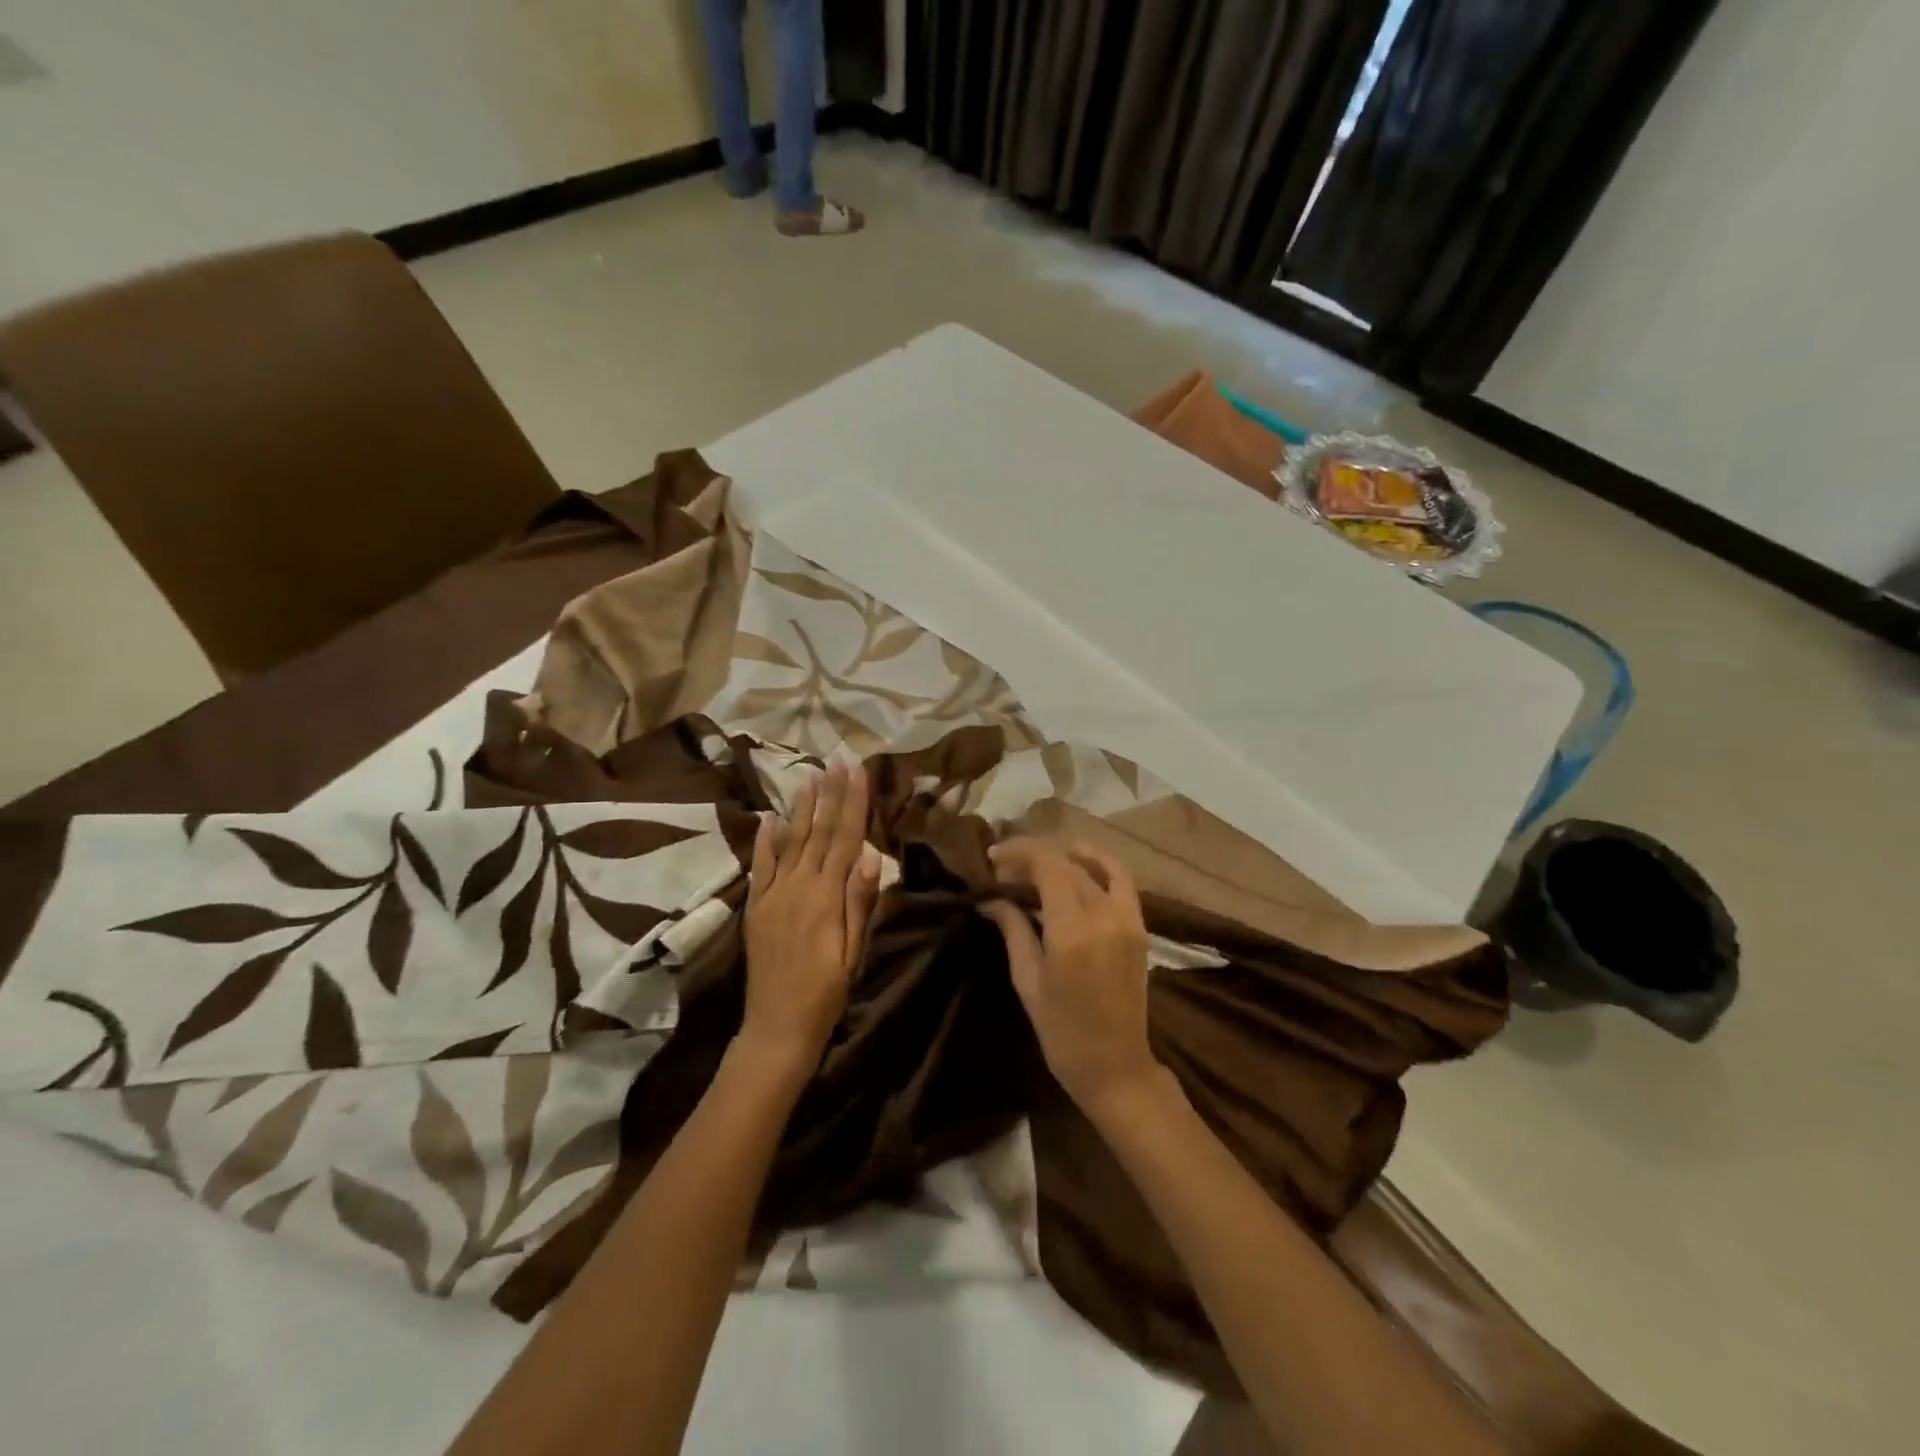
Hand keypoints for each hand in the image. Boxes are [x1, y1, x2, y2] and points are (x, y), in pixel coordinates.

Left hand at [740, 760, 880, 1076]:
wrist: (777, 1026)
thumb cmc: (826, 992)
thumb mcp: (853, 952)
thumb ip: (859, 903)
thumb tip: (869, 856)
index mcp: (825, 897)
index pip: (844, 838)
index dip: (853, 803)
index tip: (858, 771)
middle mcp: (796, 887)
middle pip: (817, 832)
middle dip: (829, 794)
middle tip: (837, 761)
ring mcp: (772, 894)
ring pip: (789, 841)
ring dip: (801, 808)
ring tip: (810, 777)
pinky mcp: (756, 906)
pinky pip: (761, 866)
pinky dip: (764, 840)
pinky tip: (768, 817)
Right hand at [981, 839, 1161, 1118]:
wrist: (1116, 1066)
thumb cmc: (1062, 1032)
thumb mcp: (1028, 980)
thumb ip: (1013, 929)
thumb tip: (990, 898)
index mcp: (1071, 932)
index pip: (1047, 865)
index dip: (1019, 851)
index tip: (993, 856)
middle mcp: (1103, 916)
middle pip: (1066, 865)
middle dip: (1032, 859)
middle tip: (1004, 871)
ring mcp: (1127, 919)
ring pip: (1090, 870)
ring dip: (1060, 859)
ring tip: (1033, 867)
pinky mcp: (1139, 926)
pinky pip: (1122, 880)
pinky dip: (1101, 862)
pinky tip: (1079, 857)